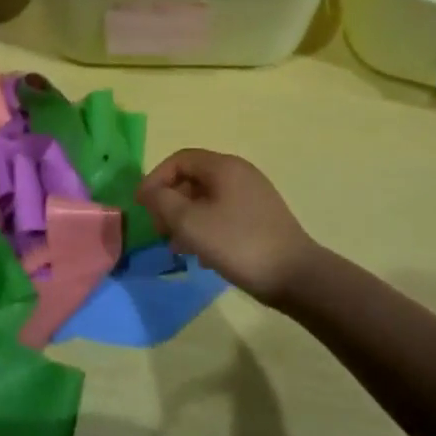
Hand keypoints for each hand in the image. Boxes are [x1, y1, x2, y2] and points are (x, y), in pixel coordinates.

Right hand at [136, 149, 318, 304]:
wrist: (295, 275)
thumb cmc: (238, 244)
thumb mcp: (191, 223)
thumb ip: (163, 203)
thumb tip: (150, 192)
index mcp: (224, 167)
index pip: (180, 160)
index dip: (156, 179)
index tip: (141, 206)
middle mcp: (240, 174)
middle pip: (194, 178)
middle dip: (170, 202)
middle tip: (159, 230)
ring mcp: (253, 196)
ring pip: (208, 199)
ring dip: (186, 219)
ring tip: (177, 248)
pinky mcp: (260, 218)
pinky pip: (223, 214)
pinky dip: (206, 229)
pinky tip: (203, 257)